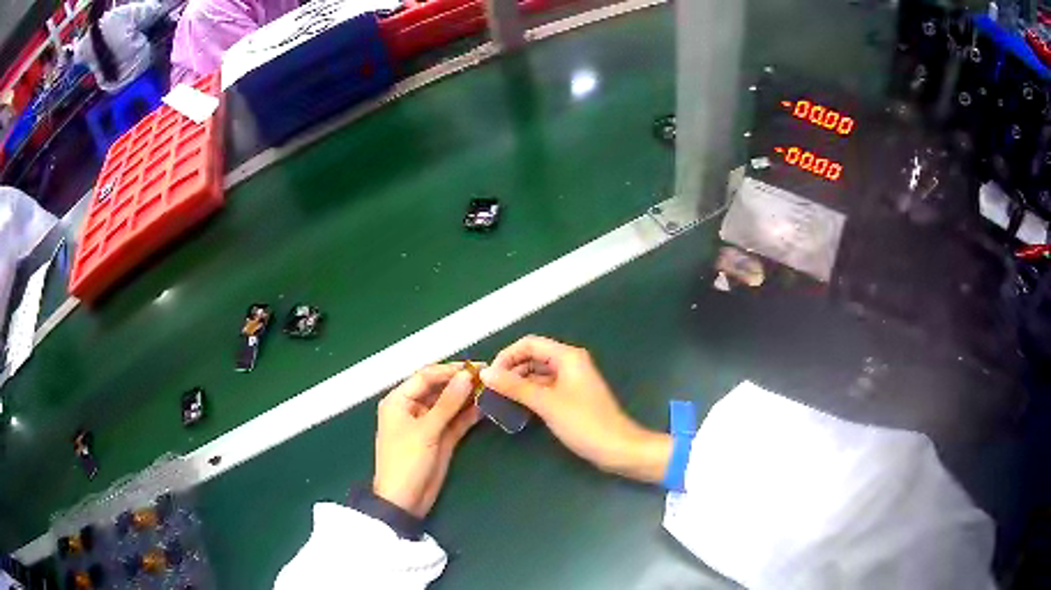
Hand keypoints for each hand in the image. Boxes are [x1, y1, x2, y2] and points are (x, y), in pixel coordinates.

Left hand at [373, 364, 481, 517]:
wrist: (405, 500)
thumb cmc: (406, 461)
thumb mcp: (425, 431)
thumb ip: (447, 403)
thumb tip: (467, 376)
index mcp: (399, 400)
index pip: (426, 376)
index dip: (450, 370)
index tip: (476, 367)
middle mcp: (413, 408)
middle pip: (439, 388)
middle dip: (461, 382)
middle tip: (489, 376)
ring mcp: (429, 424)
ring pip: (450, 404)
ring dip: (467, 397)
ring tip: (491, 389)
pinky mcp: (441, 438)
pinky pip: (456, 420)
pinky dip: (469, 414)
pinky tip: (486, 406)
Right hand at [480, 336, 670, 482]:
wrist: (617, 448)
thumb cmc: (584, 423)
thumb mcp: (546, 403)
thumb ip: (515, 386)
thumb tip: (486, 373)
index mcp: (567, 356)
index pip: (529, 344)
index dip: (506, 356)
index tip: (489, 377)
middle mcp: (570, 363)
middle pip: (532, 357)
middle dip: (510, 371)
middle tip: (489, 391)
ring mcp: (572, 381)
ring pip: (537, 374)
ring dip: (518, 384)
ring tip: (498, 400)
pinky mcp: (572, 397)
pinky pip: (545, 388)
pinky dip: (530, 395)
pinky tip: (516, 408)